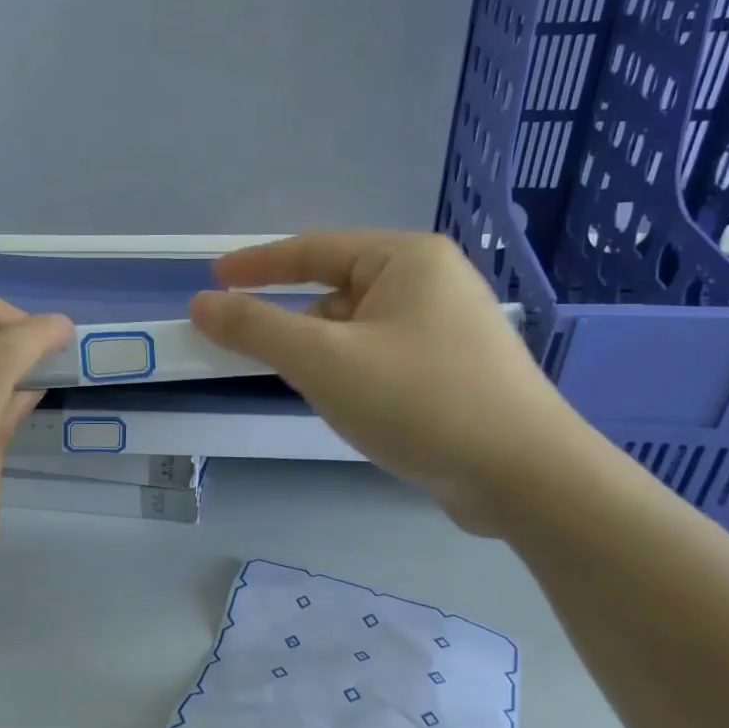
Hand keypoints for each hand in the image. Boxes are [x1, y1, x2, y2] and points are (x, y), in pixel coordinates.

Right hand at [189, 231, 584, 533]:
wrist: (526, 478)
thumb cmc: (419, 401)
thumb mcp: (324, 360)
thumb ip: (256, 328)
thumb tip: (202, 303)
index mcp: (406, 258)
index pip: (313, 249)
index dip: (256, 264)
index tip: (213, 277)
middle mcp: (432, 282)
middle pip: (336, 290)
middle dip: (292, 320)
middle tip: (251, 350)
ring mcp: (448, 328)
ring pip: (358, 328)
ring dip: (323, 352)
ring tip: (308, 388)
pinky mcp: (455, 370)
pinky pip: (381, 356)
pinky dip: (351, 372)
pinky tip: (349, 406)